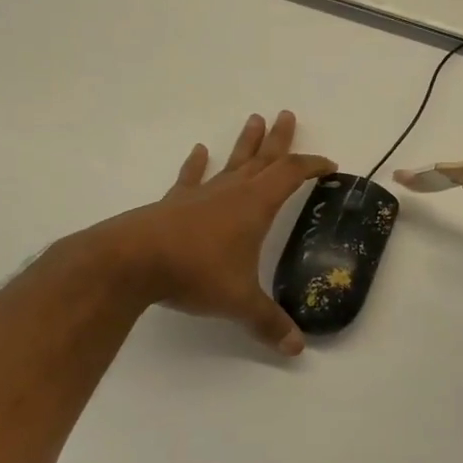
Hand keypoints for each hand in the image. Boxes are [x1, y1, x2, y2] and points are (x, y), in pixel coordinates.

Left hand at [105, 111, 333, 355]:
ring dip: (245, 142)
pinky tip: (199, 151)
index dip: (312, 166)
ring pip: (231, 162)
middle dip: (279, 139)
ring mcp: (201, 194)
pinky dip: (196, 165)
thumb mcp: (239, 301)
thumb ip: (268, 322)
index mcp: (255, 205)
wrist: (134, 261)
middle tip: (288, 114)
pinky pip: (190, 178)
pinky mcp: (173, 203)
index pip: (291, 175)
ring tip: (255, 118)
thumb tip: (296, 348)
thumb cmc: (196, 272)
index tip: (329, 164)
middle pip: (263, 158)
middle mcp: (232, 192)